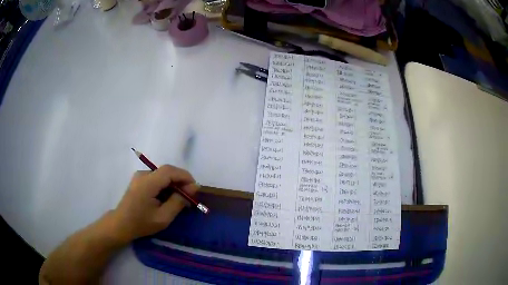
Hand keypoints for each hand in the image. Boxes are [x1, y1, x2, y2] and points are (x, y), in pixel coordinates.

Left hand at [109, 165, 198, 242]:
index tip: (196, 189)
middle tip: (189, 196)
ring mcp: (140, 176)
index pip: (170, 171)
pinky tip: (167, 198)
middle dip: (181, 181)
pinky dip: (165, 186)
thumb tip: (194, 187)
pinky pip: (156, 178)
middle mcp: (143, 174)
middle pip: (166, 171)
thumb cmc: (142, 223)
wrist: (121, 225)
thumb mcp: (164, 217)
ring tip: (180, 199)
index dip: (185, 176)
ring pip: (162, 175)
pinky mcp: (139, 181)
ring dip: (173, 184)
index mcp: (148, 182)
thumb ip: (179, 201)